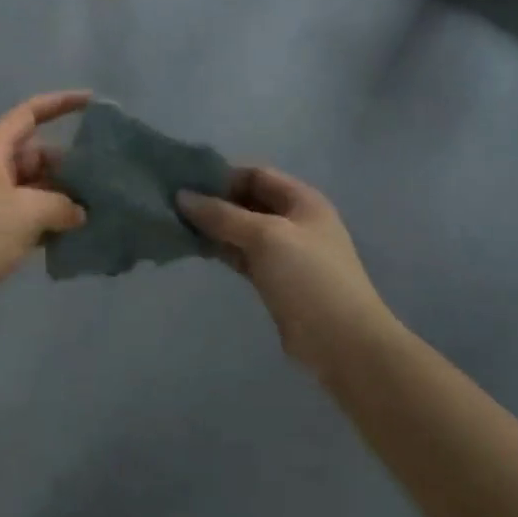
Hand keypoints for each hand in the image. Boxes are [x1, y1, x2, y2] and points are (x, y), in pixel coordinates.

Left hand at [0, 91, 90, 343]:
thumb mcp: (26, 212)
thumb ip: (60, 204)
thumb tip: (78, 212)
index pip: (26, 115)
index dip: (57, 104)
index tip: (89, 102)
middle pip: (34, 155)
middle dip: (67, 162)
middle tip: (104, 176)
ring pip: (34, 190)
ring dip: (62, 196)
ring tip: (99, 206)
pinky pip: (29, 219)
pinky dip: (51, 223)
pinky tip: (76, 236)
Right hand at [178, 168, 387, 371]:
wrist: (342, 342)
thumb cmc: (308, 277)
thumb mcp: (265, 237)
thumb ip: (223, 215)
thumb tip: (182, 196)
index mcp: (302, 200)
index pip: (256, 175)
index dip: (223, 176)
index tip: (187, 184)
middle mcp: (294, 220)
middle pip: (248, 201)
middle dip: (215, 202)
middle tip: (175, 206)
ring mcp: (286, 252)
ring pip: (243, 230)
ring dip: (215, 227)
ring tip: (178, 225)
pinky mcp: (275, 279)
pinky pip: (243, 255)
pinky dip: (222, 250)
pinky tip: (197, 249)